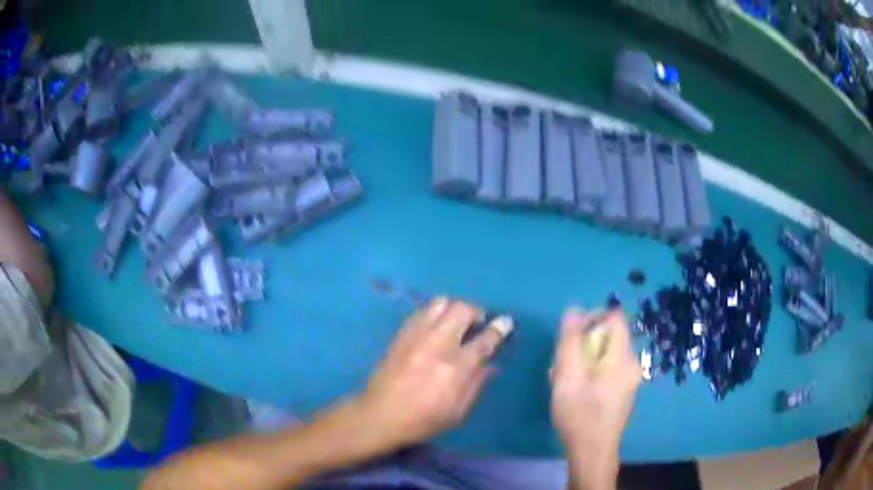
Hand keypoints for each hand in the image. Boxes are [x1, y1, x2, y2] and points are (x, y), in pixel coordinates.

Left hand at [357, 297, 511, 448]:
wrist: (379, 415)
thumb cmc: (422, 420)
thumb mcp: (458, 412)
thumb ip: (476, 384)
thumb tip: (489, 364)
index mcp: (455, 368)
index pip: (484, 339)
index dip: (499, 328)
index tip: (505, 322)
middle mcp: (437, 344)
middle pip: (462, 309)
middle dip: (476, 312)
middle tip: (477, 324)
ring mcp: (416, 336)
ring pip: (441, 303)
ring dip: (454, 309)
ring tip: (455, 322)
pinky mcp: (401, 334)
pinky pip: (422, 311)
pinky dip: (434, 313)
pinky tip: (434, 327)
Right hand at [551, 308, 640, 488]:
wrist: (592, 454)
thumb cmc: (580, 416)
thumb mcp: (568, 377)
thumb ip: (570, 341)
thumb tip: (573, 309)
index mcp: (623, 358)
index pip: (615, 318)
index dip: (592, 318)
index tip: (570, 335)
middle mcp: (631, 364)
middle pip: (608, 336)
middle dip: (583, 343)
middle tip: (562, 363)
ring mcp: (628, 378)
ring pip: (605, 353)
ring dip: (583, 358)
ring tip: (563, 379)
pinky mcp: (622, 390)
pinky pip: (607, 367)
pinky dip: (589, 371)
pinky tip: (574, 389)